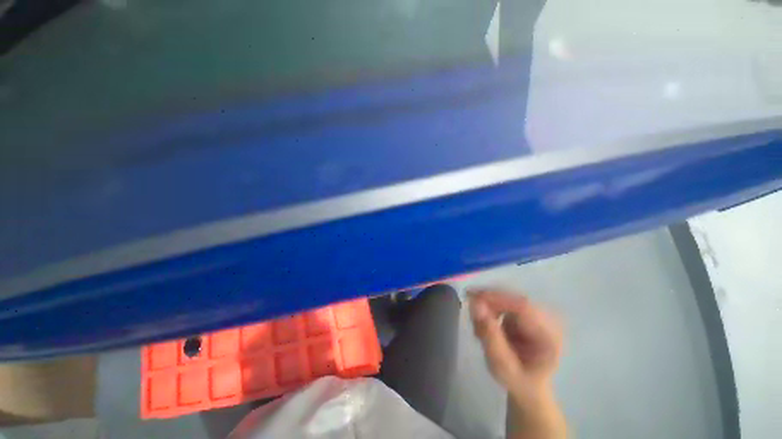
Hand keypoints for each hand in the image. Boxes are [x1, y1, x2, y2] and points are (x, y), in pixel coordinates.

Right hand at [469, 290, 565, 438]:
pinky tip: (486, 323)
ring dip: (488, 306)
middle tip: (470, 314)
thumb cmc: (517, 380)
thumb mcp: (501, 365)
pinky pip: (505, 299)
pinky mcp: (528, 310)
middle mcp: (548, 320)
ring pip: (506, 296)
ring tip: (479, 329)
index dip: (496, 298)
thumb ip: (489, 335)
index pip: (522, 306)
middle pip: (513, 298)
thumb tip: (475, 304)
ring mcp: (539, 313)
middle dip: (488, 301)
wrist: (528, 384)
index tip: (471, 297)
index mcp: (550, 337)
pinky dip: (491, 307)